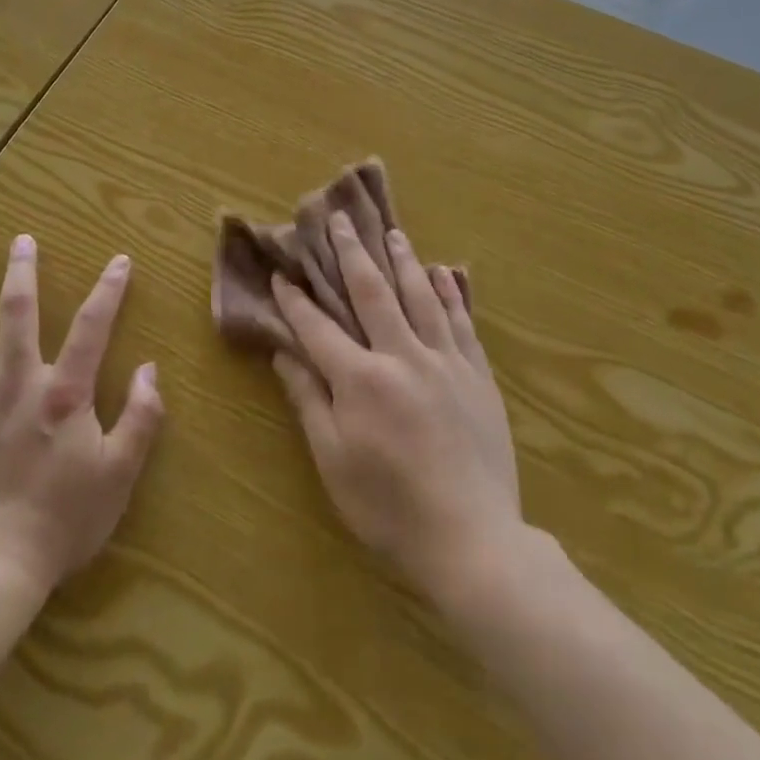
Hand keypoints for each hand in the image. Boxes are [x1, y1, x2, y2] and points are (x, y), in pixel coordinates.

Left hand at [0, 235, 163, 592]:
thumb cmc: (63, 522)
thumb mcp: (120, 474)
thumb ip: (141, 417)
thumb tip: (151, 369)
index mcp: (63, 392)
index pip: (92, 327)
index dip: (109, 290)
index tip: (119, 259)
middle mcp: (16, 382)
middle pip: (18, 313)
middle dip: (22, 272)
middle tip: (22, 240)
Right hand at [270, 213, 522, 609]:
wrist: (473, 540)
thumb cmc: (389, 507)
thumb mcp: (334, 462)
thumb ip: (310, 401)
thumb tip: (285, 355)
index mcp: (361, 379)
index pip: (319, 327)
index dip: (296, 300)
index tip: (282, 274)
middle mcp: (402, 355)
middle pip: (373, 292)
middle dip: (352, 253)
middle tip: (341, 219)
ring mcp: (445, 361)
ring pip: (420, 296)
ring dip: (403, 260)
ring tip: (392, 232)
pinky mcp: (477, 374)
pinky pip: (461, 321)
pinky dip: (450, 293)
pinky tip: (443, 273)